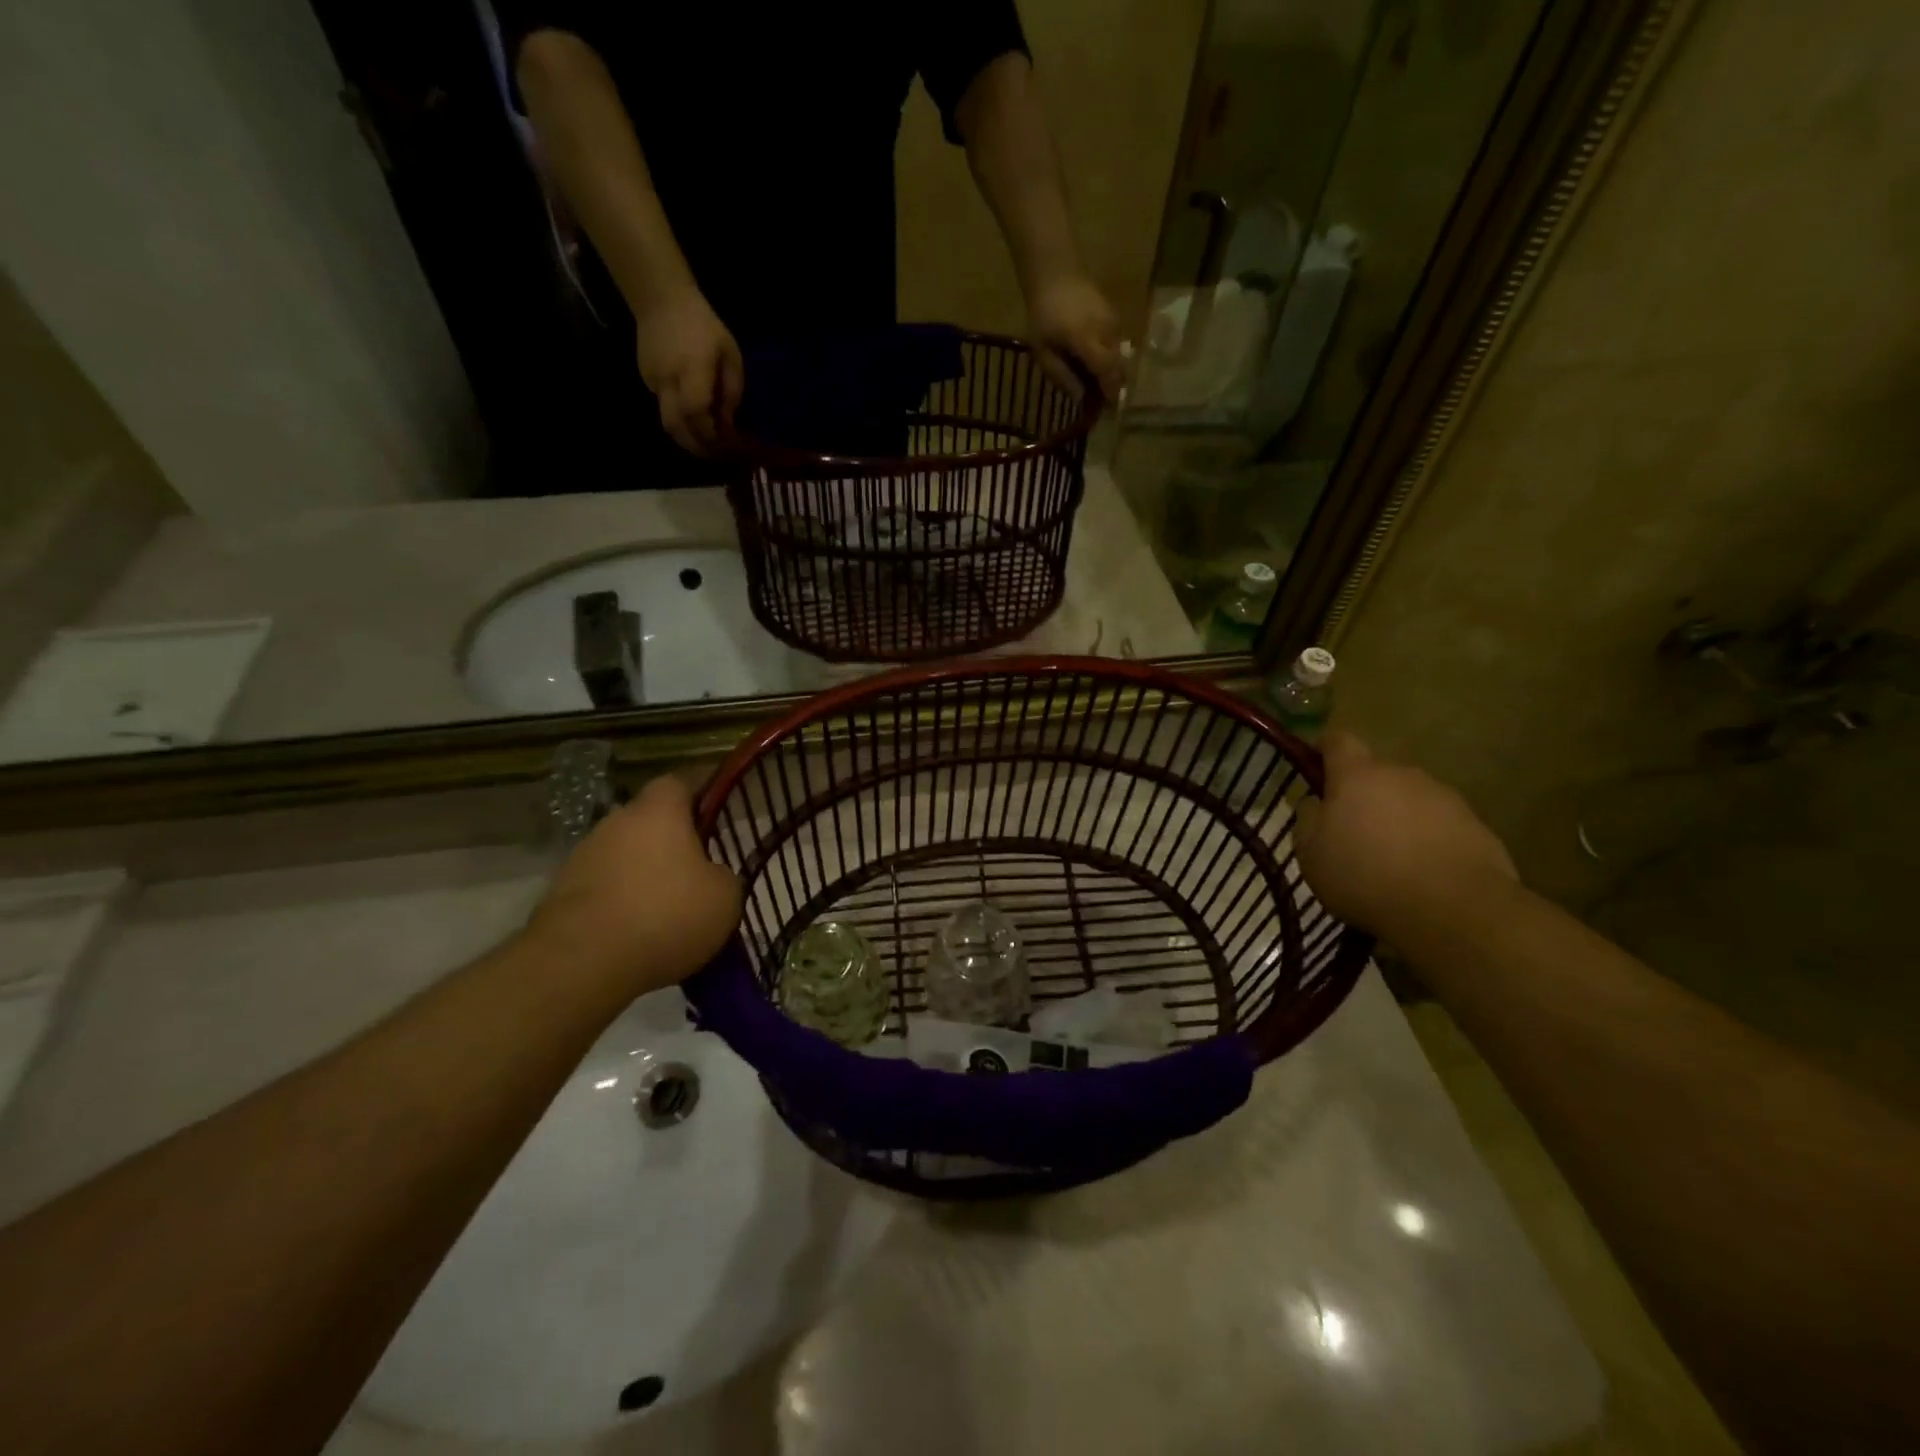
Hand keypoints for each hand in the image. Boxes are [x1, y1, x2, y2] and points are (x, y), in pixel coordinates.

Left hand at [528, 774, 742, 996]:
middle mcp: (616, 822)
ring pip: (625, 856)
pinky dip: (620, 904)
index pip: (679, 782)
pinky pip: (604, 889)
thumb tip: (712, 877)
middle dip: (672, 842)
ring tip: (667, 911)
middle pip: (649, 821)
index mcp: (659, 811)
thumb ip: (723, 876)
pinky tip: (637, 934)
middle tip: (698, 870)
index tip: (717, 813)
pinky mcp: (561, 894)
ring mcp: (583, 857)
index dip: (700, 794)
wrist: (581, 963)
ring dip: (644, 875)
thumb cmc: (665, 915)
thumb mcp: (725, 897)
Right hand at [634, 287, 743, 456]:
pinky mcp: (646, 381)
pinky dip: (680, 423)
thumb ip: (731, 390)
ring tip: (706, 447)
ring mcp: (653, 381)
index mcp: (691, 370)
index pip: (696, 412)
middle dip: (697, 447)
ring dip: (687, 440)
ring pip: (668, 423)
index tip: (726, 443)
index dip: (710, 433)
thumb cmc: (704, 326)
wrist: (660, 300)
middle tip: (716, 456)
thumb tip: (729, 423)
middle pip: (676, 426)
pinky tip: (694, 424)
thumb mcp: (730, 354)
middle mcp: (668, 380)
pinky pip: (664, 410)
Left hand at [1027, 272, 1125, 401]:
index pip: (1107, 371)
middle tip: (1099, 400)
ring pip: (1120, 356)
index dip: (1110, 392)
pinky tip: (1094, 360)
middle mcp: (1106, 331)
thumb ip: (1061, 375)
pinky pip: (1117, 344)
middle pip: (1118, 367)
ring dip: (1110, 371)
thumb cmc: (1043, 314)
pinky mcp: (1116, 317)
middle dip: (1112, 385)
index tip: (1108, 409)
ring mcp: (1114, 322)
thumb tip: (1080, 399)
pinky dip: (1109, 357)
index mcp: (1086, 339)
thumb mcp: (1042, 350)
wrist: (1056, 272)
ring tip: (1093, 380)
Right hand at [1295, 730, 1518, 941]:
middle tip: (1351, 830)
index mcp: (1357, 775)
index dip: (1324, 749)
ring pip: (1409, 799)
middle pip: (1376, 774)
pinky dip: (1427, 840)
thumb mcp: (1311, 854)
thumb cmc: (1365, 875)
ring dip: (1397, 818)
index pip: (1338, 741)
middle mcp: (1403, 775)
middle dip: (1362, 794)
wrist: (1454, 909)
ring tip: (1390, 859)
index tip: (1315, 767)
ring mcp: (1444, 798)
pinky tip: (1422, 874)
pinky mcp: (1476, 826)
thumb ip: (1307, 820)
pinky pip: (1440, 825)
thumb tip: (1315, 804)